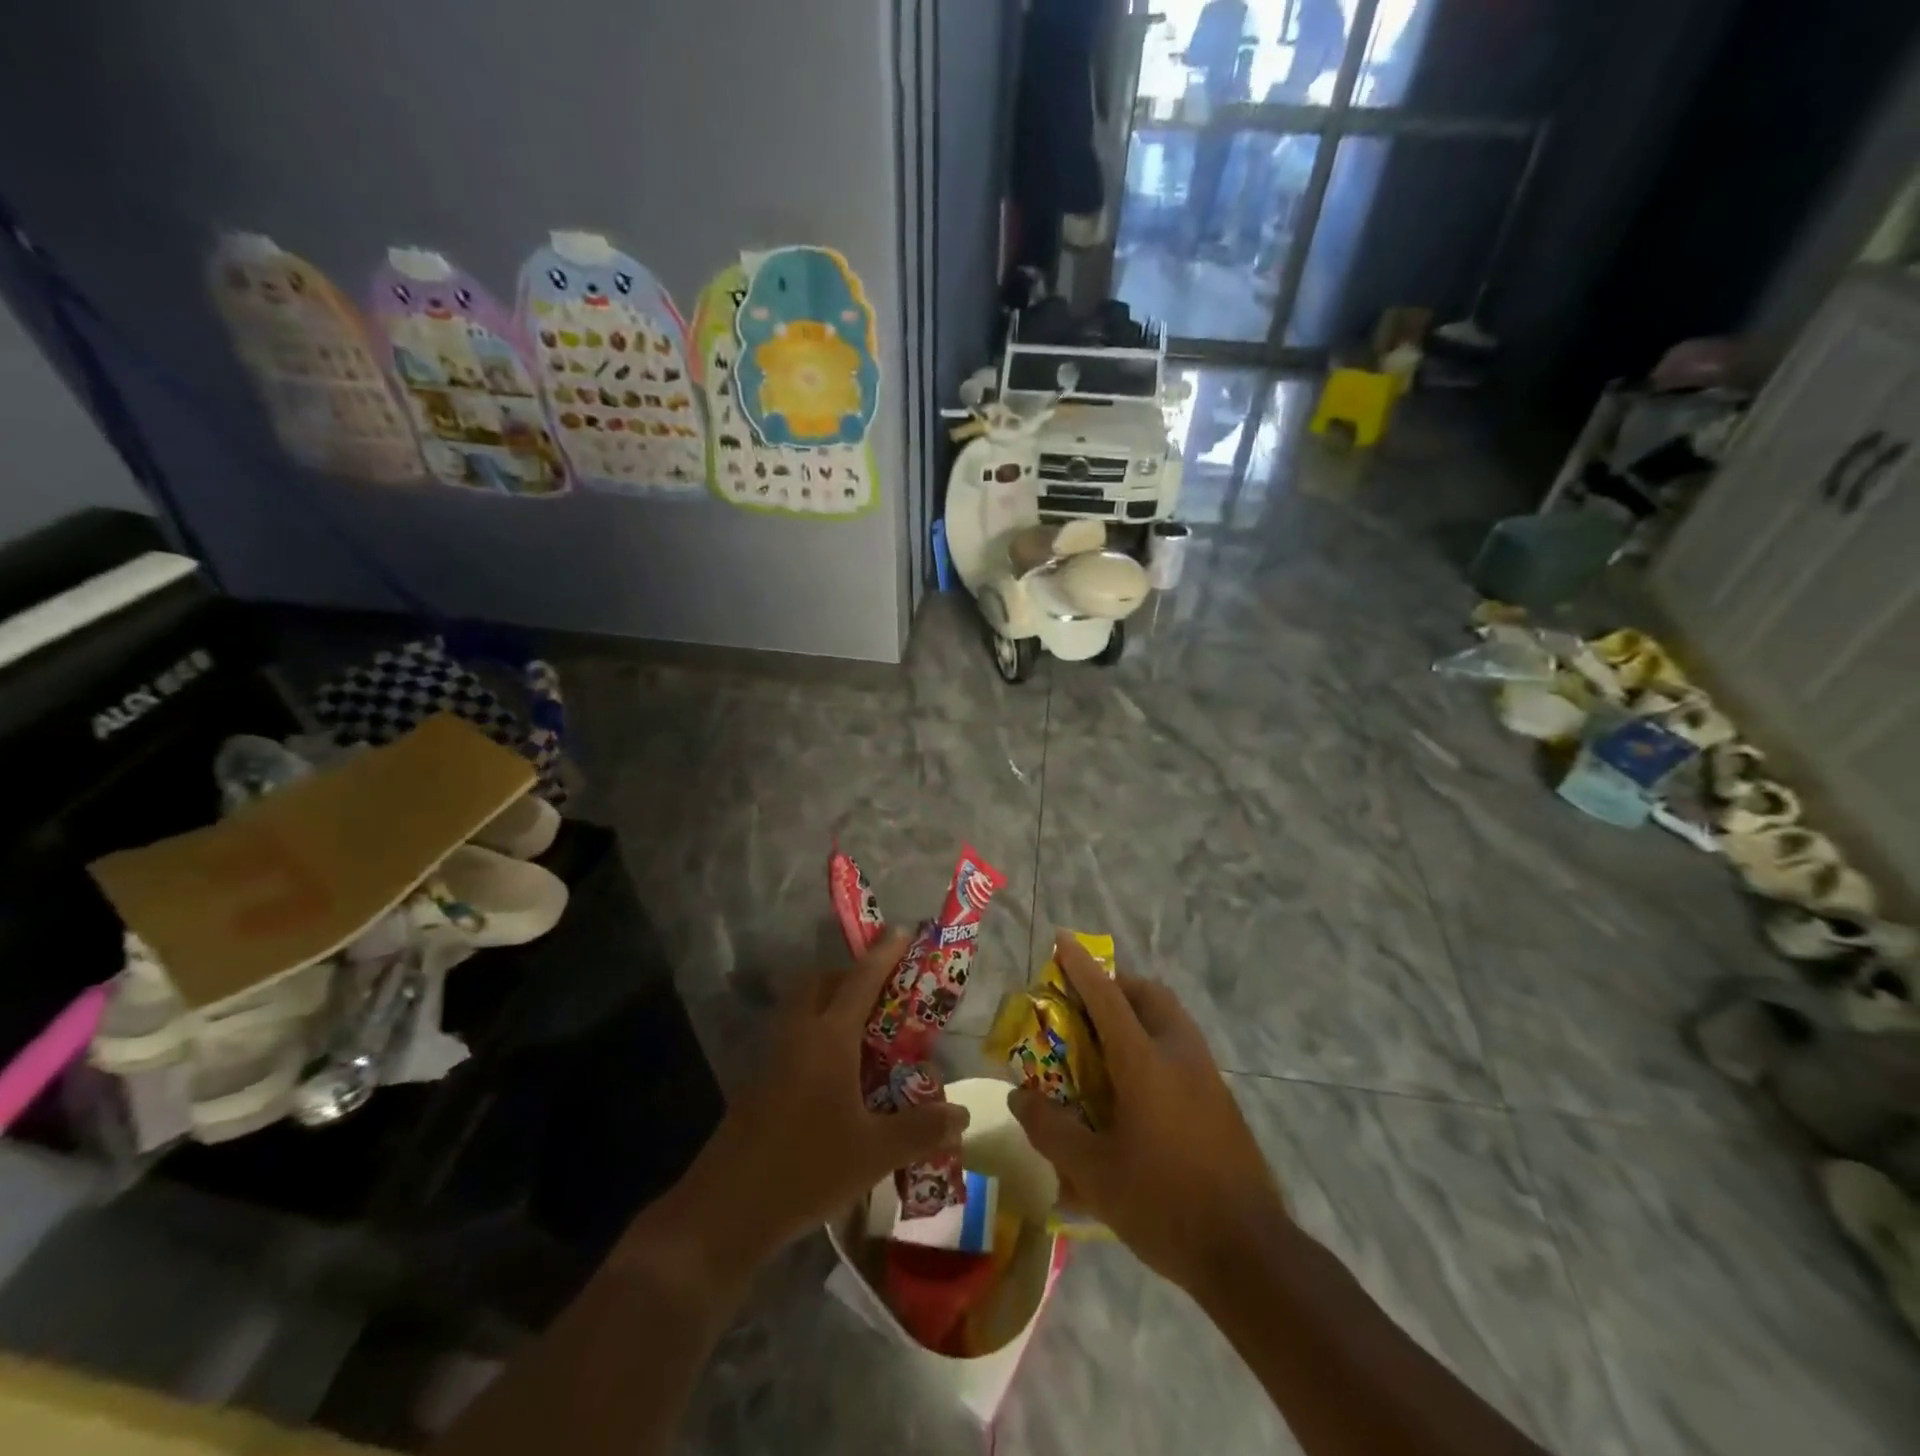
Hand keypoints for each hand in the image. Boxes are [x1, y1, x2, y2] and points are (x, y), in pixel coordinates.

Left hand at [649, 930, 969, 1277]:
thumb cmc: (805, 1169)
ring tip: (865, 1033)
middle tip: (882, 991)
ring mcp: (773, 1058)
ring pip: (802, 1010)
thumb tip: (962, 1114)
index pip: (861, 980)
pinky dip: (817, 1038)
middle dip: (849, 976)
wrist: (725, 1211)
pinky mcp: (759, 1084)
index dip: (884, 953)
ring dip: (830, 1005)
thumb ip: (921, 1129)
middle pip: (820, 984)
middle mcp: (798, 1035)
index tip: (902, 929)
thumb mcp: (874, 1153)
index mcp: (828, 1037)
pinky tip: (837, 1077)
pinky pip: (793, 1040)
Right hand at [1009, 933, 1287, 1290]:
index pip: (1107, 997)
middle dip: (1116, 984)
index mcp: (1144, 1062)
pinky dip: (1155, 1040)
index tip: (1063, 938)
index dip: (1081, 965)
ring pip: (1171, 1018)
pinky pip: (1182, 1046)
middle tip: (1085, 1002)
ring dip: (1139, 1010)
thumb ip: (1051, 1129)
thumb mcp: (1093, 1173)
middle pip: (1149, 995)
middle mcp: (1179, 1054)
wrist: (1249, 1252)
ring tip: (1107, 1041)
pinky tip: (1138, 1085)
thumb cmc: (1163, 1204)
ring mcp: (1207, 1075)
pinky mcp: (1221, 1099)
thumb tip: (1018, 1097)